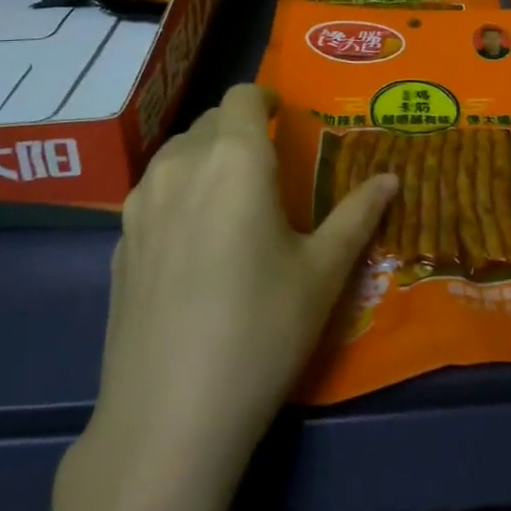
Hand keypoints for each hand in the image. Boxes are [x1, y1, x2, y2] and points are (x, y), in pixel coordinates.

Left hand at [76, 83, 397, 482]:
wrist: (169, 415)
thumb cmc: (261, 329)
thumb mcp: (322, 272)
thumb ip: (357, 214)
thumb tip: (391, 179)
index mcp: (233, 159)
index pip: (242, 96)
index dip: (264, 97)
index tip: (283, 116)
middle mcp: (180, 165)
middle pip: (209, 122)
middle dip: (240, 129)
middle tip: (270, 165)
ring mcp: (140, 204)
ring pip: (177, 154)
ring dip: (206, 157)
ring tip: (233, 199)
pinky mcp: (118, 242)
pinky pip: (154, 192)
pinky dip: (180, 192)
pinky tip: (196, 242)